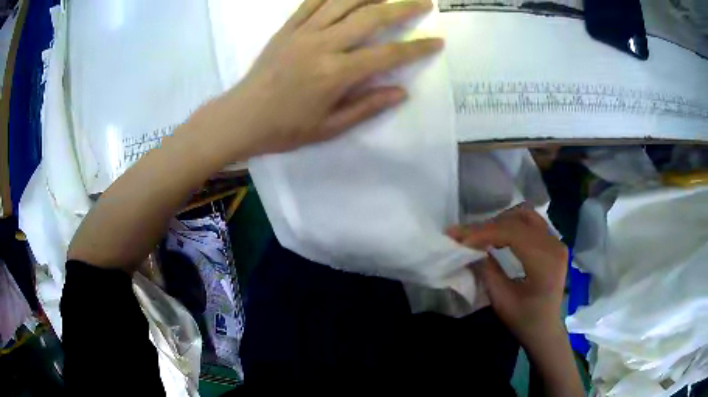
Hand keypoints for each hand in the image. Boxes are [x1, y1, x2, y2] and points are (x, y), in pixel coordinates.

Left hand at [198, 0, 442, 158]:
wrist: (240, 118)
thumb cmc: (284, 129)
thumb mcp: (329, 128)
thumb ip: (367, 107)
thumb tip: (401, 91)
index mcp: (335, 74)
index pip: (387, 54)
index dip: (416, 47)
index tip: (437, 41)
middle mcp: (322, 45)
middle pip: (371, 17)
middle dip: (402, 8)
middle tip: (424, 2)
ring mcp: (303, 32)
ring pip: (343, 2)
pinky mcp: (287, 28)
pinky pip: (313, 2)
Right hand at [447, 208, 568, 345]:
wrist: (546, 330)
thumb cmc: (524, 320)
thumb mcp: (501, 300)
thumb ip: (487, 271)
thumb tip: (469, 249)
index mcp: (545, 263)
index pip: (513, 233)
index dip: (484, 232)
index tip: (459, 237)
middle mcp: (554, 245)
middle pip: (518, 220)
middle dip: (488, 226)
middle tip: (464, 235)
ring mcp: (556, 242)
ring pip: (525, 216)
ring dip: (501, 222)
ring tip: (481, 235)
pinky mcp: (554, 243)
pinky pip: (531, 223)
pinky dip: (512, 225)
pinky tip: (499, 236)